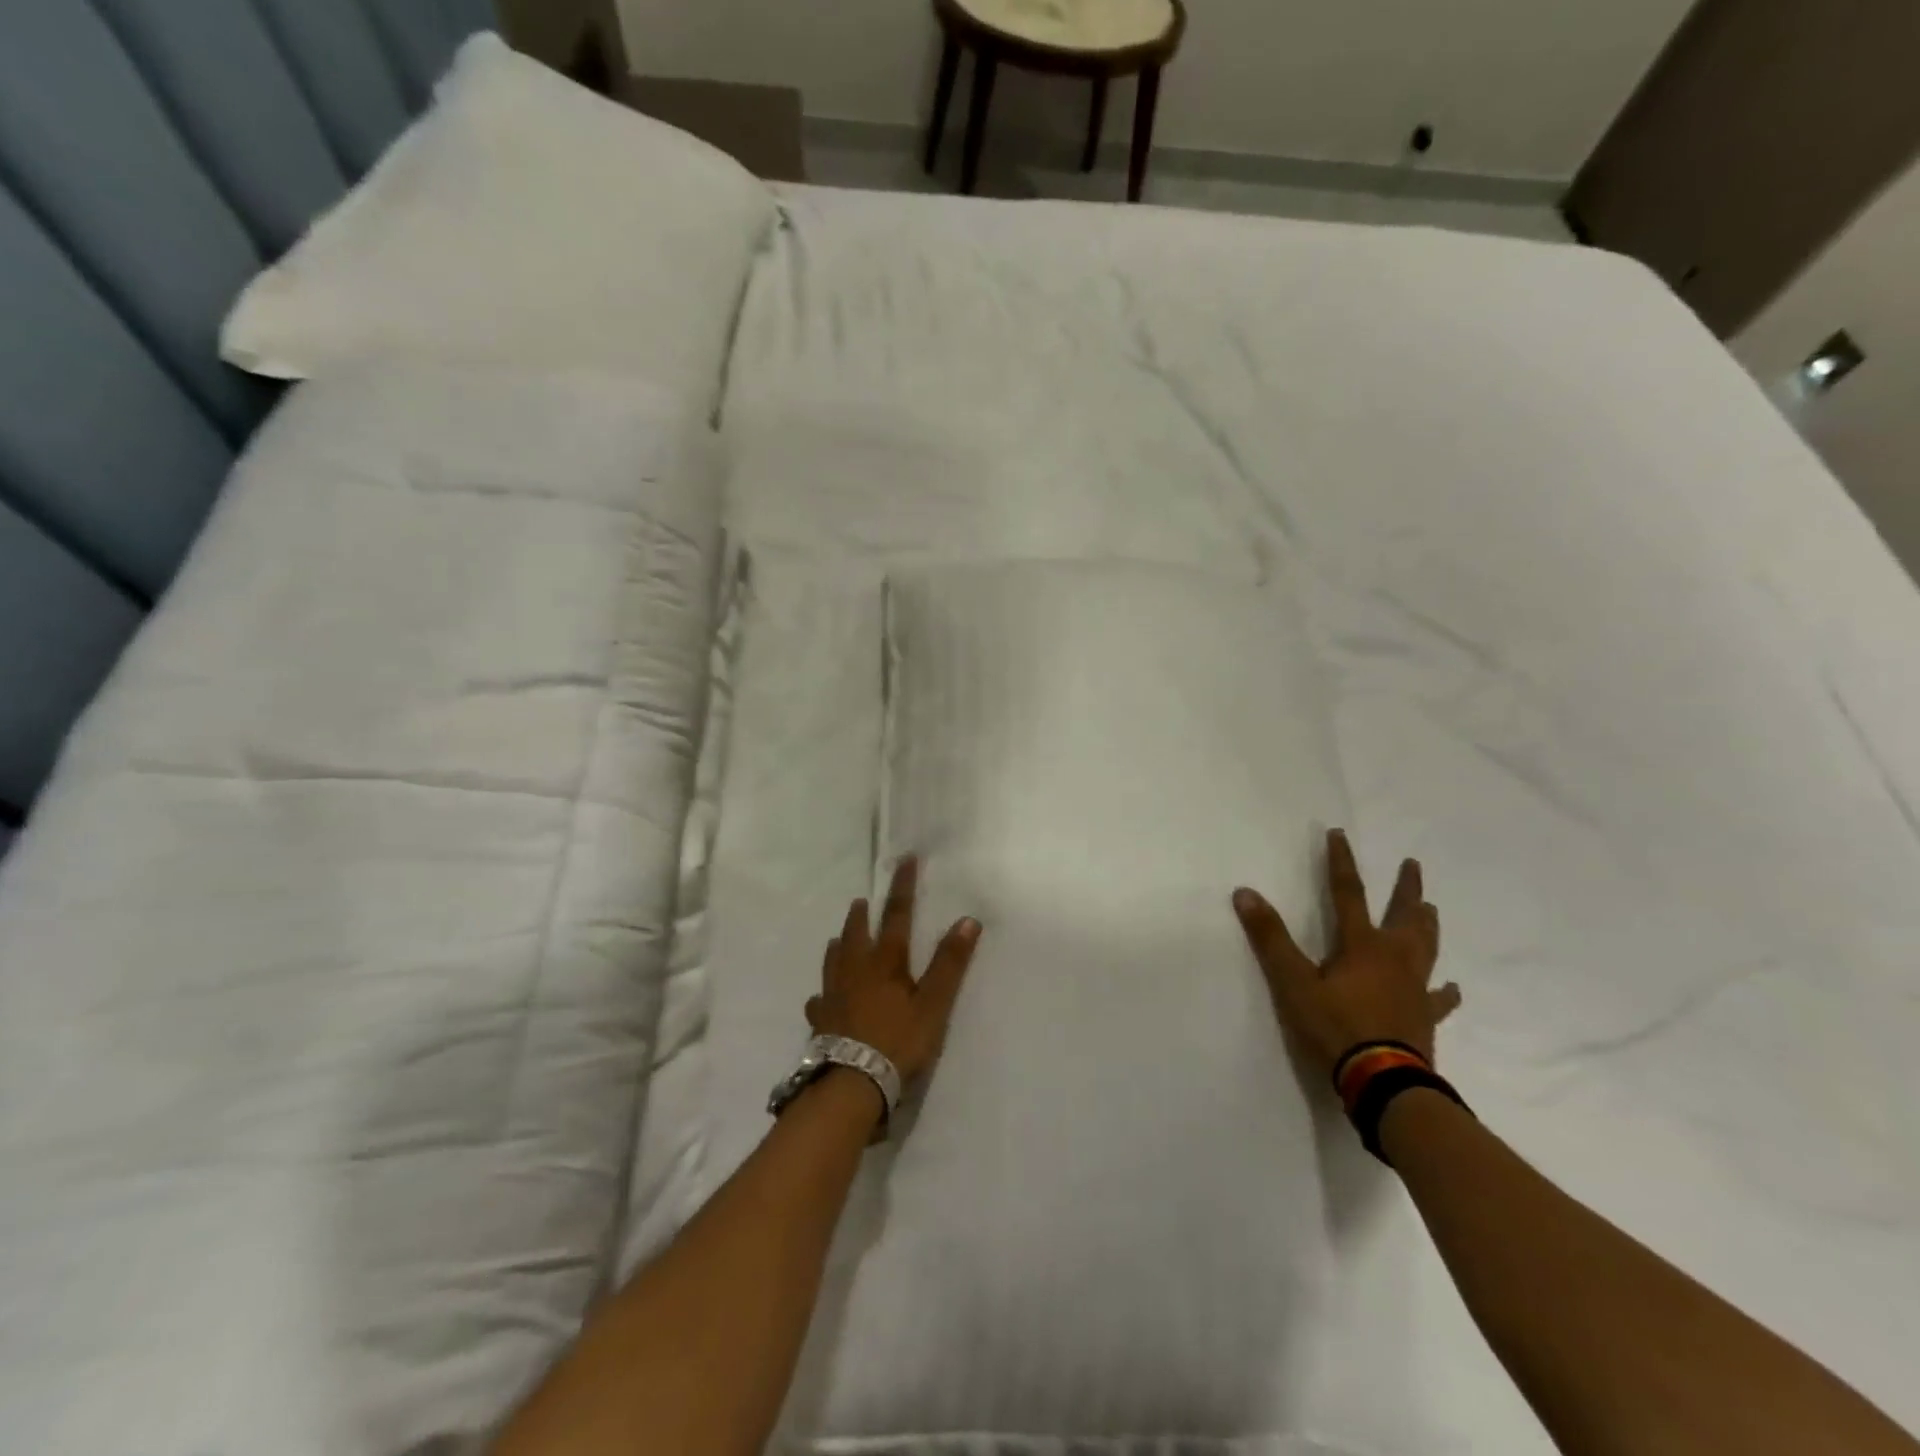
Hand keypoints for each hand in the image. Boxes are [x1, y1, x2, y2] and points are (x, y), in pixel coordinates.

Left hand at [807, 856, 982, 1082]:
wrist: (852, 1083)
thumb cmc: (898, 1041)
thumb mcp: (933, 1004)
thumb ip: (950, 964)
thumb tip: (968, 920)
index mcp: (885, 962)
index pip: (897, 915)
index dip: (903, 887)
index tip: (904, 860)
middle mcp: (855, 971)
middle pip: (857, 934)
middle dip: (861, 915)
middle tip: (860, 901)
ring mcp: (834, 995)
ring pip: (833, 961)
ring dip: (839, 945)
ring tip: (838, 938)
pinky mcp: (821, 1020)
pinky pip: (819, 1000)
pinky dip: (823, 993)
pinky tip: (820, 997)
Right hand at [1233, 828, 1461, 1080]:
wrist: (1383, 1082)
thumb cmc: (1335, 1027)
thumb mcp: (1292, 982)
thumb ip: (1270, 937)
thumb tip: (1245, 892)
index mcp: (1361, 945)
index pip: (1347, 892)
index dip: (1341, 862)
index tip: (1340, 834)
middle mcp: (1394, 958)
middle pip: (1403, 916)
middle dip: (1405, 889)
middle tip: (1413, 865)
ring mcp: (1414, 988)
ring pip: (1426, 948)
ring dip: (1426, 926)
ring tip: (1432, 910)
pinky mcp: (1424, 1018)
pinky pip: (1440, 999)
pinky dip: (1446, 991)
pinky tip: (1452, 988)